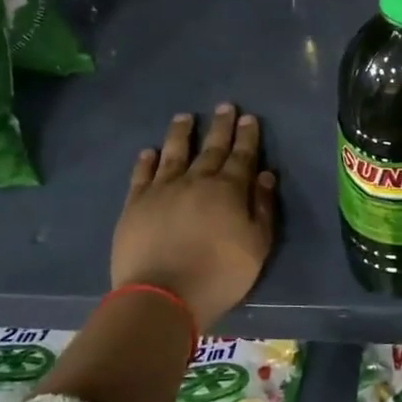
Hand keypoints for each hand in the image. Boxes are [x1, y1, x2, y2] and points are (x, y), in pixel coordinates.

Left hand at [110, 104, 275, 329]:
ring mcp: (162, 190)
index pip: (242, 156)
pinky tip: (150, 151)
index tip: (249, 118)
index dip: (247, 137)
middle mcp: (196, 181)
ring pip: (174, 153)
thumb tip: (266, 176)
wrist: (162, 295)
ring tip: (185, 117)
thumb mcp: (257, 245)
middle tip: (225, 106)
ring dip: (181, 134)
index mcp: (229, 190)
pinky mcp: (135, 205)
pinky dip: (147, 161)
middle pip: (211, 148)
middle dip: (221, 127)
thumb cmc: (220, 273)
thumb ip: (262, 208)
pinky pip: (142, 175)